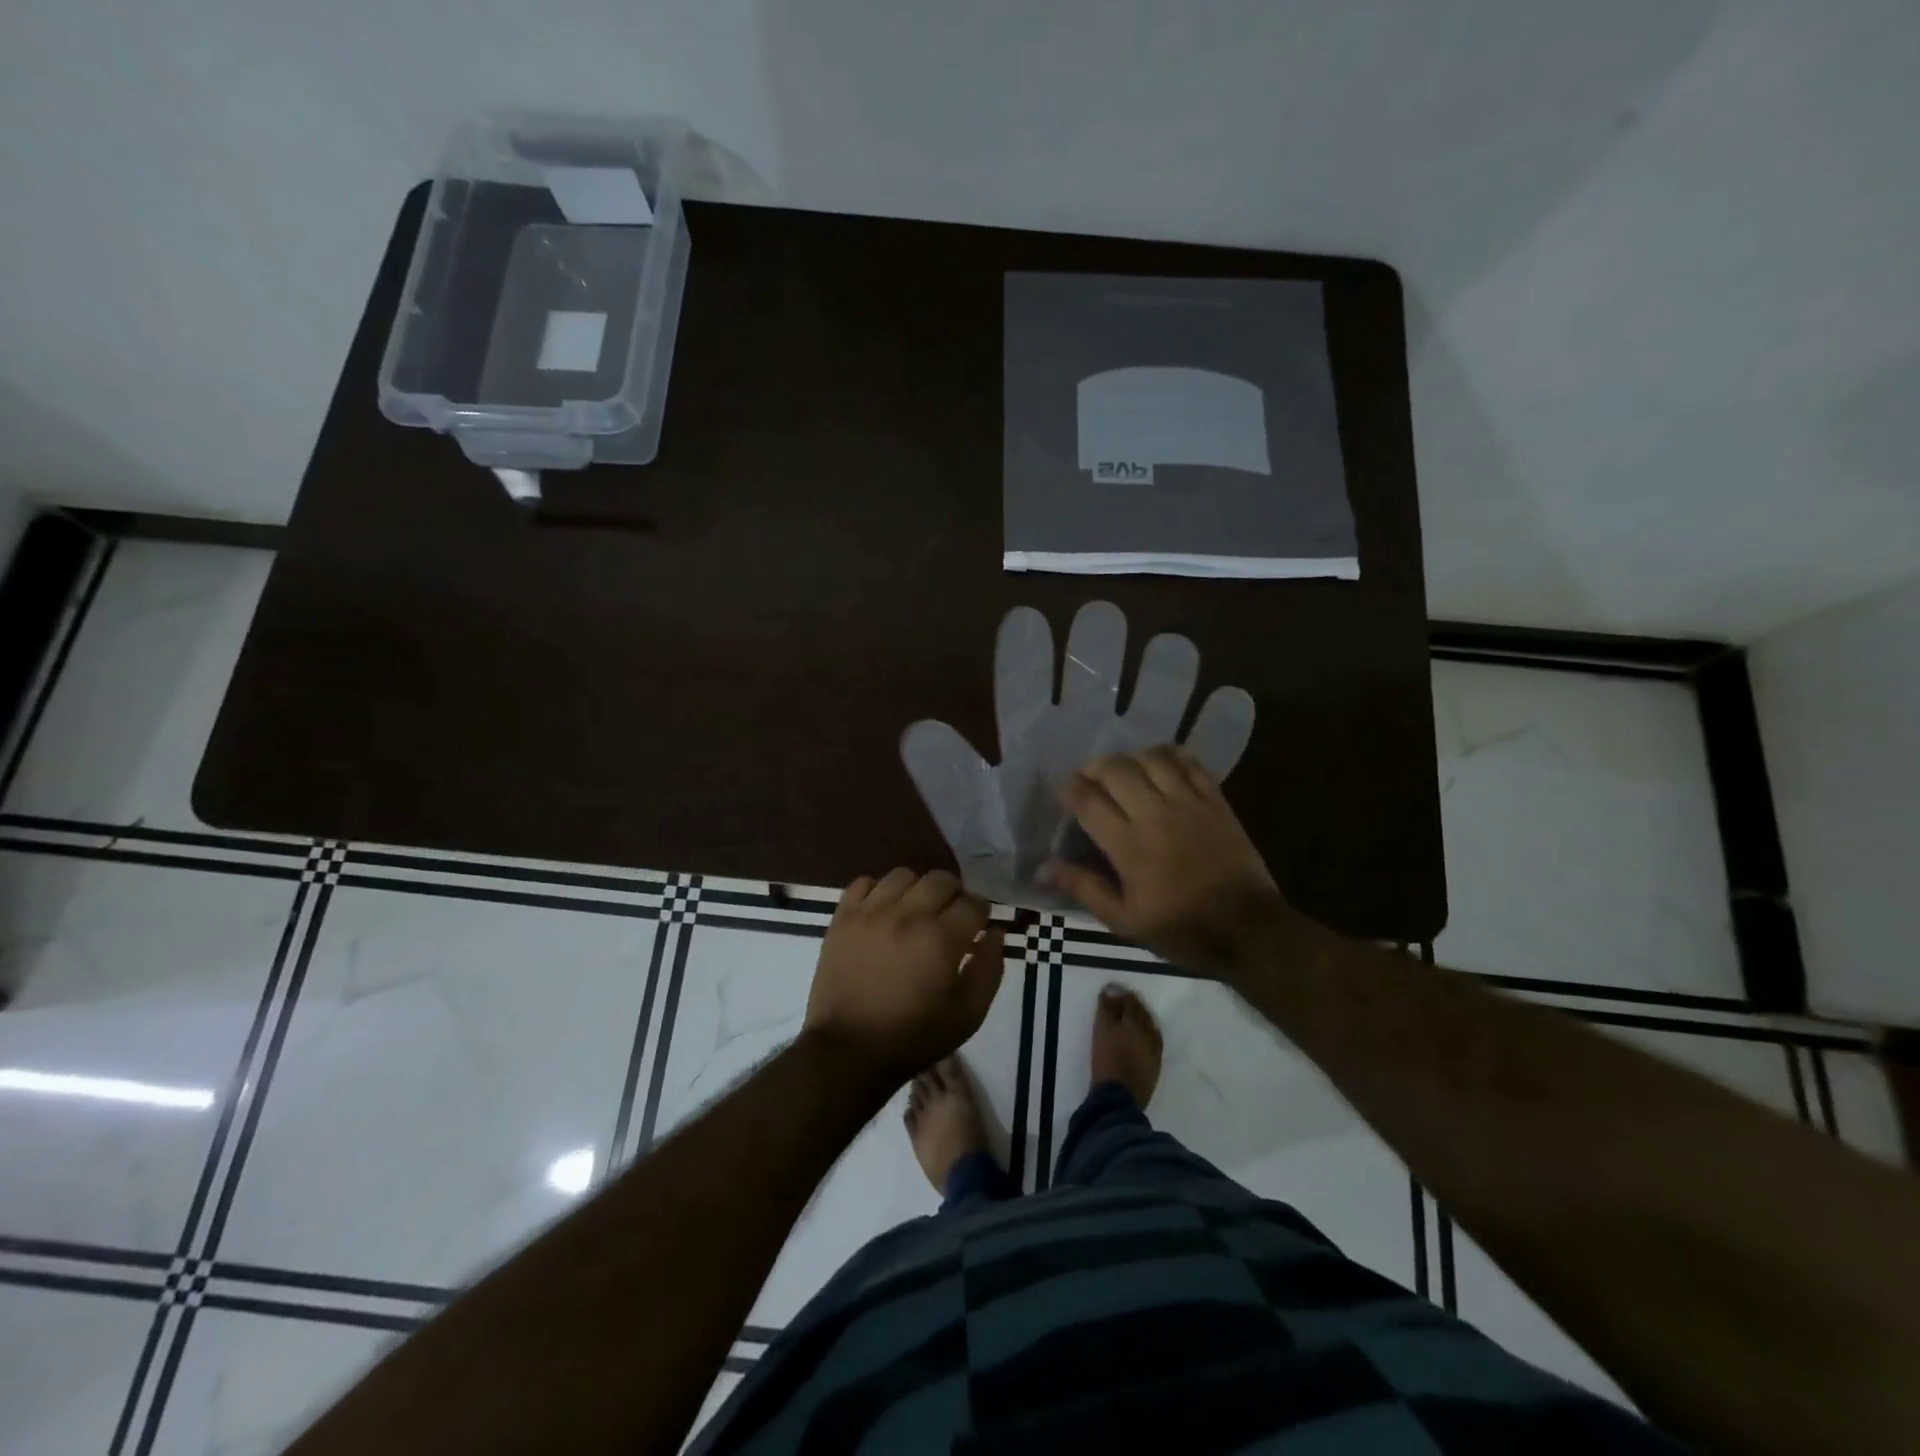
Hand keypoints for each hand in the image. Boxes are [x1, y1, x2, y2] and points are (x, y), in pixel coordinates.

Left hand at [804, 869, 1005, 1087]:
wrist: (849, 1051)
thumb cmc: (914, 1037)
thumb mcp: (968, 1014)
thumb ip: (989, 969)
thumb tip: (995, 933)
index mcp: (941, 938)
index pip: (973, 903)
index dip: (981, 913)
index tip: (978, 926)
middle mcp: (907, 914)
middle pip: (941, 879)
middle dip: (954, 894)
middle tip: (950, 916)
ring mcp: (870, 912)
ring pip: (903, 875)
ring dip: (917, 889)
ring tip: (915, 911)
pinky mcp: (842, 918)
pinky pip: (863, 883)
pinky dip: (878, 891)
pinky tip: (883, 911)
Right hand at [1049, 745, 1288, 972]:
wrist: (1248, 929)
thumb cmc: (1182, 929)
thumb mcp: (1124, 921)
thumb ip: (1084, 888)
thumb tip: (1043, 868)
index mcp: (1129, 845)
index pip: (1088, 800)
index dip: (1070, 790)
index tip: (1064, 795)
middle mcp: (1155, 814)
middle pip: (1115, 769)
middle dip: (1094, 768)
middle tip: (1089, 781)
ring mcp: (1188, 802)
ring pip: (1150, 758)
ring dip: (1129, 759)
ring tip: (1123, 772)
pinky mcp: (1215, 799)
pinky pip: (1188, 762)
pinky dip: (1168, 755)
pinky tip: (1158, 764)